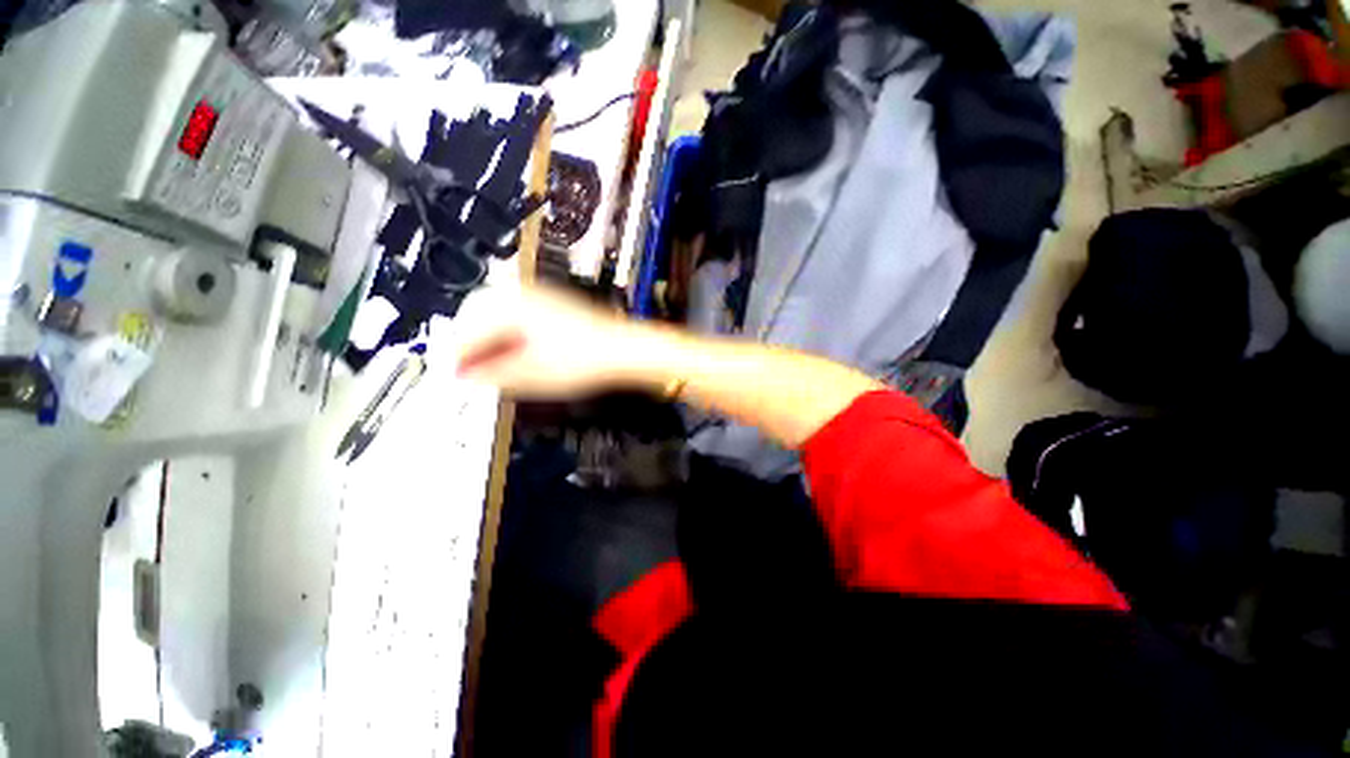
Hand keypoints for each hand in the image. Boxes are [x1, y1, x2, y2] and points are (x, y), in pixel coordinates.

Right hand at [453, 284, 658, 397]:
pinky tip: (514, 354)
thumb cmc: (584, 360)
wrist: (623, 351)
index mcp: (511, 306)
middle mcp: (523, 295)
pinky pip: (518, 317)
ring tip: (489, 365)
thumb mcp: (531, 374)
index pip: (467, 329)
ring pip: (498, 315)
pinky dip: (509, 336)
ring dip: (489, 340)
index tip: (452, 376)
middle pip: (477, 315)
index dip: (455, 357)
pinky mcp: (553, 308)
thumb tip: (463, 378)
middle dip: (469, 343)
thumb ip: (491, 375)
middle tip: (468, 369)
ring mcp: (540, 299)